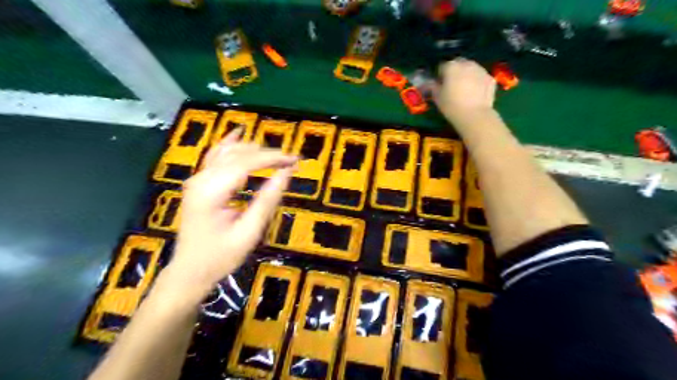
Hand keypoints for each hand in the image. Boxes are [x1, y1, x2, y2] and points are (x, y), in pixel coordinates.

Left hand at [162, 129, 296, 298]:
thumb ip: (267, 200)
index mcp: (211, 191)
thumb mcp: (249, 232)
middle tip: (291, 161)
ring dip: (254, 151)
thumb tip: (286, 174)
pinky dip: (230, 146)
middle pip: (238, 154)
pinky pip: (215, 157)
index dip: (273, 158)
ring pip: (227, 152)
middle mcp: (201, 179)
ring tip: (277, 156)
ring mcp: (197, 179)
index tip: (295, 160)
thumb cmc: (220, 257)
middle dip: (267, 154)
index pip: (246, 163)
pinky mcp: (199, 183)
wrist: (189, 271)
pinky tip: (239, 134)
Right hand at [433, 57, 495, 121]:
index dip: (440, 76)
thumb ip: (432, 86)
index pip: (442, 67)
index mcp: (451, 66)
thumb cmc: (451, 105)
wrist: (474, 115)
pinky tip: (475, 94)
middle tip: (453, 86)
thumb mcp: (437, 97)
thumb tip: (430, 83)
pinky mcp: (490, 78)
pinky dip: (477, 82)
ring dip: (467, 75)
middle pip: (458, 64)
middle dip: (455, 72)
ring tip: (465, 90)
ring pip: (471, 69)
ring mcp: (481, 69)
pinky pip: (480, 77)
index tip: (440, 85)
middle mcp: (467, 63)